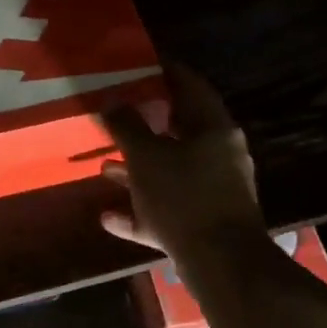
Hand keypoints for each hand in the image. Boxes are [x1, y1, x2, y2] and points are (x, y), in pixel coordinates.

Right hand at [100, 63, 263, 256]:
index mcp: (214, 130)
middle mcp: (218, 157)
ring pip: (171, 172)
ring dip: (138, 169)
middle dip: (145, 124)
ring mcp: (213, 192)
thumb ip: (126, 126)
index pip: (191, 86)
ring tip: (104, 166)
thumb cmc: (184, 197)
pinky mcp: (203, 224)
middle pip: (179, 131)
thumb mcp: (146, 156)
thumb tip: (112, 101)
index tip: (140, 62)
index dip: (166, 71)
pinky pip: (166, 209)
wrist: (222, 265)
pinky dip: (140, 210)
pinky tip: (108, 217)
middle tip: (115, 112)